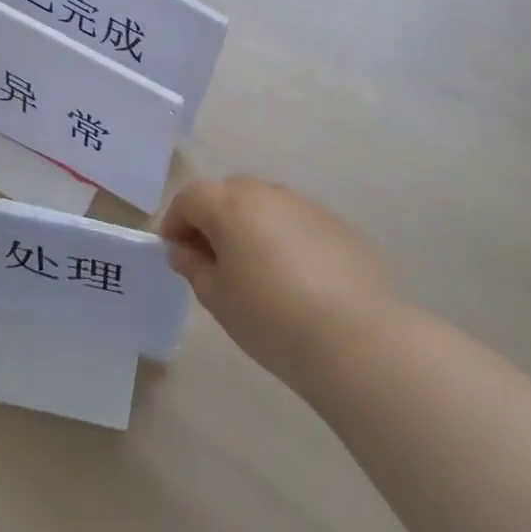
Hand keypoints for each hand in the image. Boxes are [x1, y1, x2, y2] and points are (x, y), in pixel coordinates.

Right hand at [159, 177, 393, 391]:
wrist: (355, 338)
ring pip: (266, 205)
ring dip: (251, 225)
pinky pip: (298, 223)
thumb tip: (184, 251)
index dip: (175, 221)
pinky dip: (286, 238)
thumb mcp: (218, 299)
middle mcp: (267, 194)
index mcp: (230, 206)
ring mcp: (306, 206)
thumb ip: (195, 268)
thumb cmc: (270, 318)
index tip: (176, 252)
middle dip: (213, 218)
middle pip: (228, 193)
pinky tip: (296, 278)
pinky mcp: (338, 226)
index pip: (190, 197)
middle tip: (213, 258)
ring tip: (256, 269)